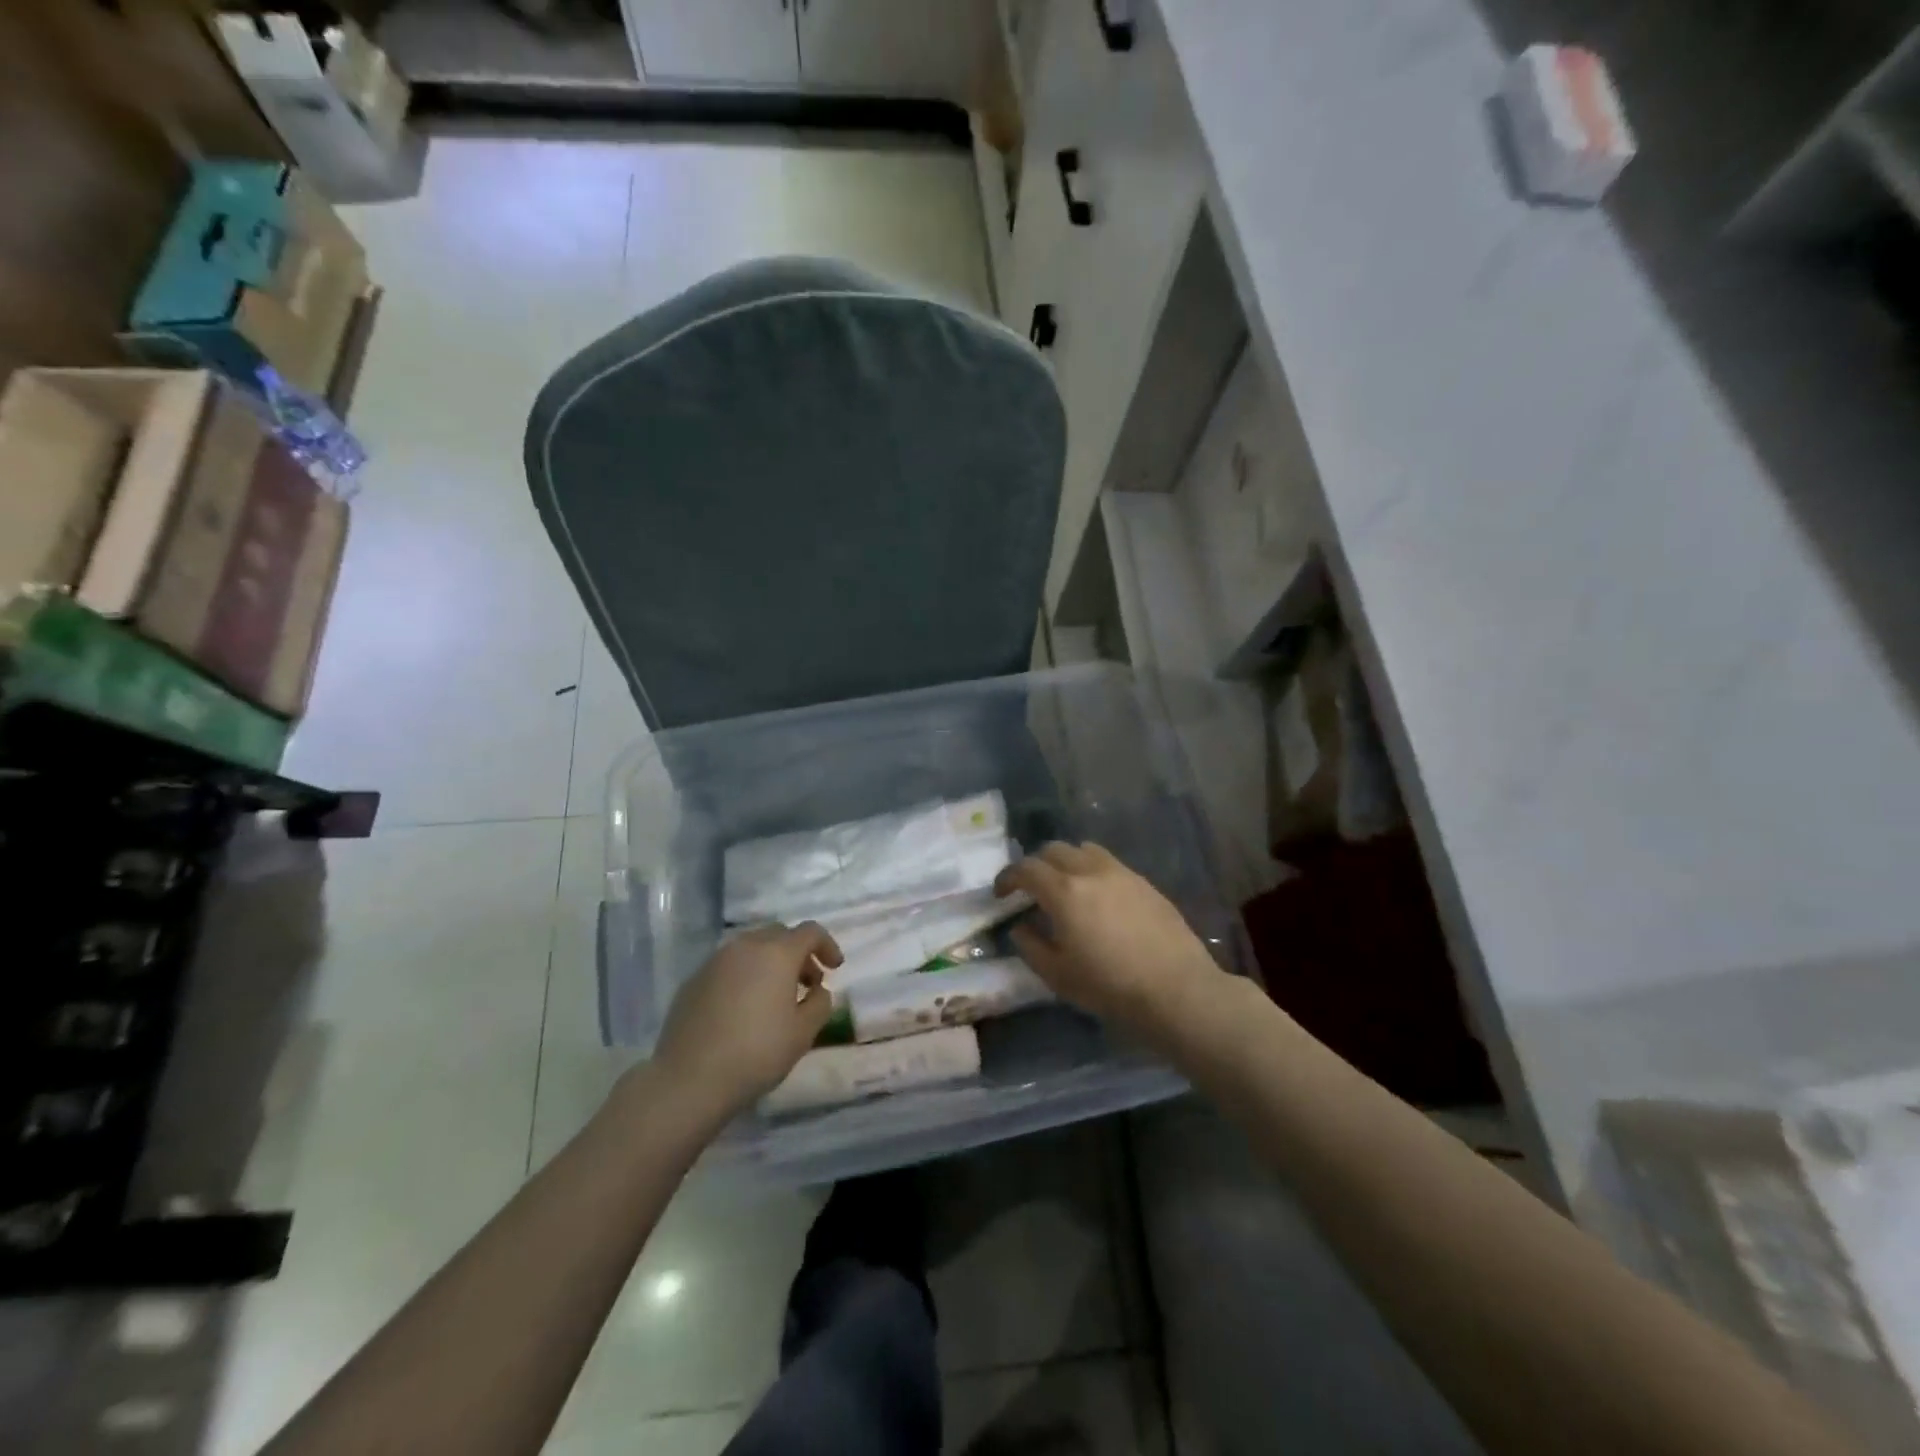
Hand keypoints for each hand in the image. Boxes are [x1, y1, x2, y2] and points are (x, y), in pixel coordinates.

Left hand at [654, 923, 839, 1118]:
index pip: (810, 932)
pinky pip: (728, 966)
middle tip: (806, 983)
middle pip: (780, 935)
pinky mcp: (694, 979)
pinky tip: (743, 1008)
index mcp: (777, 953)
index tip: (835, 969)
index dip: (827, 946)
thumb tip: (817, 990)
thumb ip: (819, 1003)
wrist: (688, 1079)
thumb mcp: (803, 1033)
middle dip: (798, 953)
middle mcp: (746, 946)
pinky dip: (744, 975)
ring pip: (751, 948)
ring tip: (774, 997)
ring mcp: (716, 961)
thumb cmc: (756, 1053)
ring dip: (770, 963)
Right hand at [995, 842, 1225, 1047]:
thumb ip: (1031, 946)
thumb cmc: (1110, 987)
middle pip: (1053, 850)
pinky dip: (1092, 870)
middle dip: (1036, 865)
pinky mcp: (1144, 882)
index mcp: (1064, 892)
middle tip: (1031, 889)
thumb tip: (1021, 927)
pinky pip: (1109, 862)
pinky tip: (1098, 897)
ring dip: (1066, 861)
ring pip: (1083, 849)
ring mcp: (1121, 873)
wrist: (1176, 989)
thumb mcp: (1058, 975)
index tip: (1001, 894)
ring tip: (1066, 886)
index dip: (1008, 878)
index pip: (1026, 869)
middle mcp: (1090, 871)